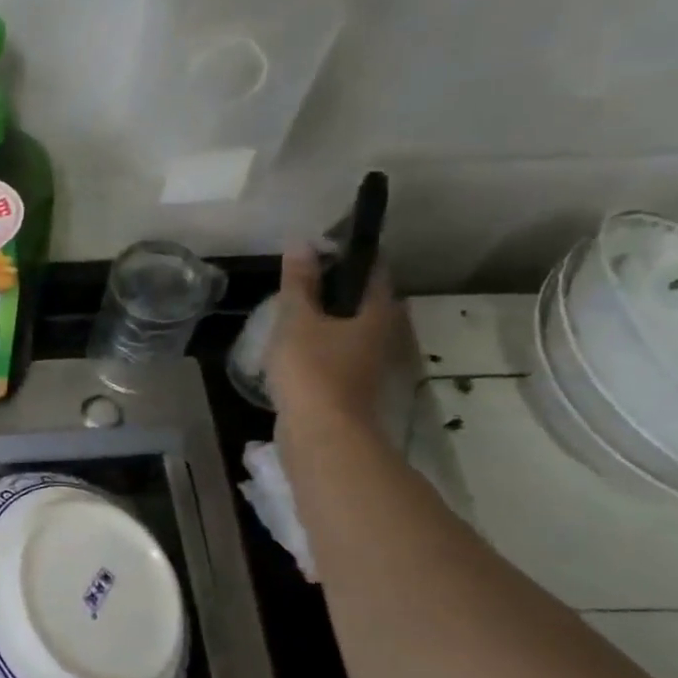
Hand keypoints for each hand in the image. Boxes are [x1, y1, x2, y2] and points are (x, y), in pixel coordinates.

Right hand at [264, 244, 397, 437]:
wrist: (321, 435)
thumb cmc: (312, 370)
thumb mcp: (297, 320)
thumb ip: (299, 283)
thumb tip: (302, 243)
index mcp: (377, 312)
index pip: (372, 270)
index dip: (349, 254)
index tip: (320, 248)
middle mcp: (384, 335)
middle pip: (363, 301)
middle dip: (336, 289)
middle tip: (301, 282)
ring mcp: (370, 364)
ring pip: (351, 330)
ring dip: (328, 320)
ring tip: (293, 314)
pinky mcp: (352, 387)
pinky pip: (338, 354)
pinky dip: (322, 346)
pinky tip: (295, 349)